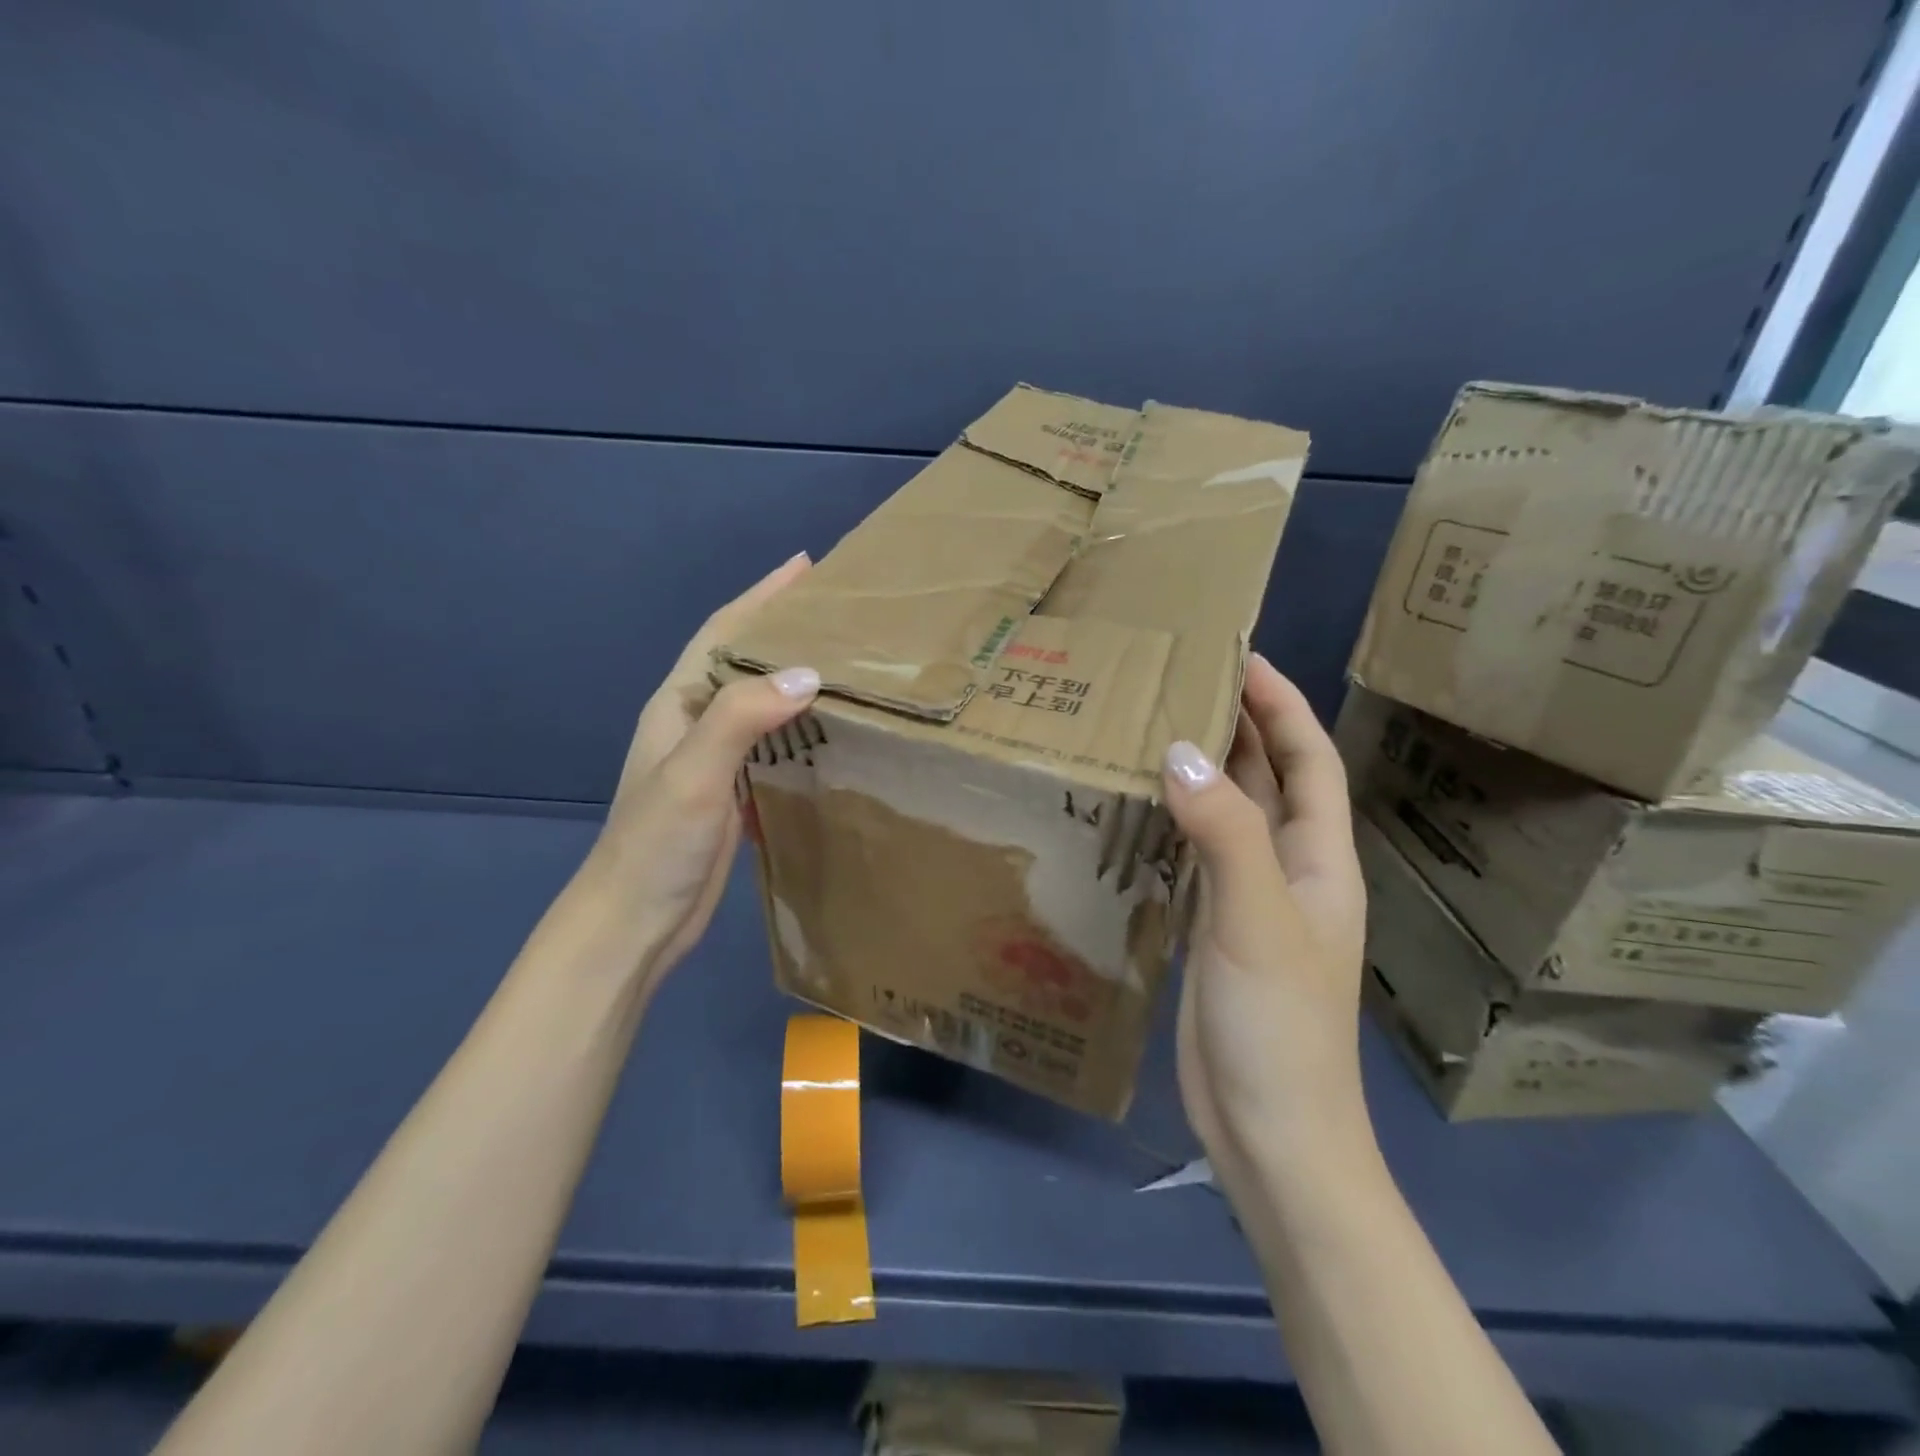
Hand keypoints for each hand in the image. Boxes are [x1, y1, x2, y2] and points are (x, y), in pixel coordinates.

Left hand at [578, 553, 817, 981]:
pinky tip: (831, 729)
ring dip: (795, 678)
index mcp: (678, 705)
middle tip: (839, 613)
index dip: (761, 597)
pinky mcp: (732, 793)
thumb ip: (741, 718)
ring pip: (761, 704)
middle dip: (784, 630)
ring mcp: (713, 761)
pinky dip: (800, 727)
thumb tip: (807, 672)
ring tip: (846, 661)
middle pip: (743, 662)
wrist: (634, 922)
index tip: (805, 567)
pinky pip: (772, 744)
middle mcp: (695, 724)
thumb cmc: (655, 844)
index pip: (722, 633)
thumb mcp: (694, 774)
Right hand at [1161, 655, 1367, 1167]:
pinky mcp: (1214, 927)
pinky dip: (1175, 819)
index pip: (1308, 760)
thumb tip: (1180, 751)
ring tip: (1154, 726)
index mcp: (1318, 859)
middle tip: (1183, 679)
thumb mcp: (1255, 920)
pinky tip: (1139, 805)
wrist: (1270, 1129)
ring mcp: (1251, 900)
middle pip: (1270, 779)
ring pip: (1230, 815)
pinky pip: (1197, 853)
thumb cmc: (1279, 1025)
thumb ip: (1224, 833)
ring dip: (1205, 770)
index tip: (1241, 656)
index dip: (1282, 706)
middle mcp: (1290, 869)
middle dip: (1239, 725)